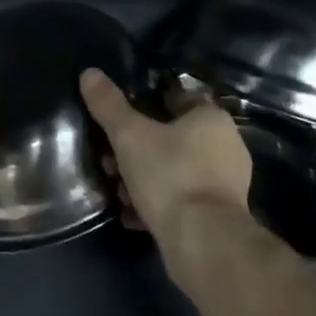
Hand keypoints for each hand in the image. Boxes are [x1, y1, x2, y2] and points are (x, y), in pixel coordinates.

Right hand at [79, 69, 253, 257]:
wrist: (203, 242)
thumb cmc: (170, 175)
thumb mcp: (130, 136)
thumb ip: (108, 105)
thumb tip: (89, 73)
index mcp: (211, 118)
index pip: (174, 99)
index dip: (141, 107)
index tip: (115, 124)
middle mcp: (225, 145)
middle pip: (170, 138)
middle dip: (135, 150)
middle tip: (109, 163)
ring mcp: (225, 183)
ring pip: (173, 170)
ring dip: (142, 179)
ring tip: (117, 193)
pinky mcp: (218, 215)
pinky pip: (181, 200)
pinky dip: (157, 204)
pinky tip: (132, 216)